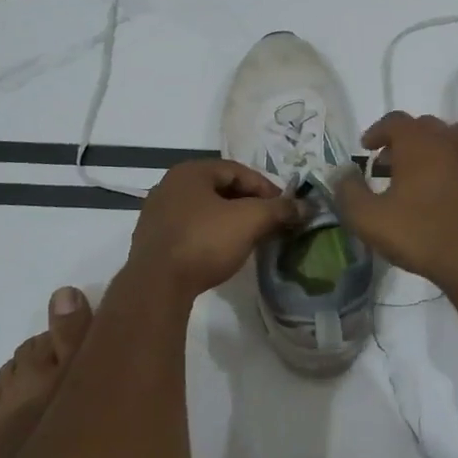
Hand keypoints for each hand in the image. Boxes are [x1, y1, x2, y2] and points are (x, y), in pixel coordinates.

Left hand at [125, 159, 298, 302]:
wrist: (157, 286)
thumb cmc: (205, 242)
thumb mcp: (250, 221)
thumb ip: (279, 209)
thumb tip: (305, 206)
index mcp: (191, 171)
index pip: (238, 171)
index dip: (266, 188)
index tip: (284, 208)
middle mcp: (170, 185)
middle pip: (220, 188)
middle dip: (249, 204)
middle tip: (270, 223)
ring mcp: (156, 213)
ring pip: (204, 210)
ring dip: (229, 220)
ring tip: (250, 238)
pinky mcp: (152, 240)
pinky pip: (189, 228)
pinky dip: (210, 234)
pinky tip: (221, 252)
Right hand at [334, 112, 457, 300]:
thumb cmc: (420, 235)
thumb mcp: (368, 219)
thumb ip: (348, 192)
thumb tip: (342, 173)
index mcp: (417, 143)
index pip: (394, 120)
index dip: (377, 131)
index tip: (367, 148)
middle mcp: (450, 140)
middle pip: (426, 126)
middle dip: (406, 140)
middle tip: (392, 165)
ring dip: (441, 145)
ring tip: (430, 167)